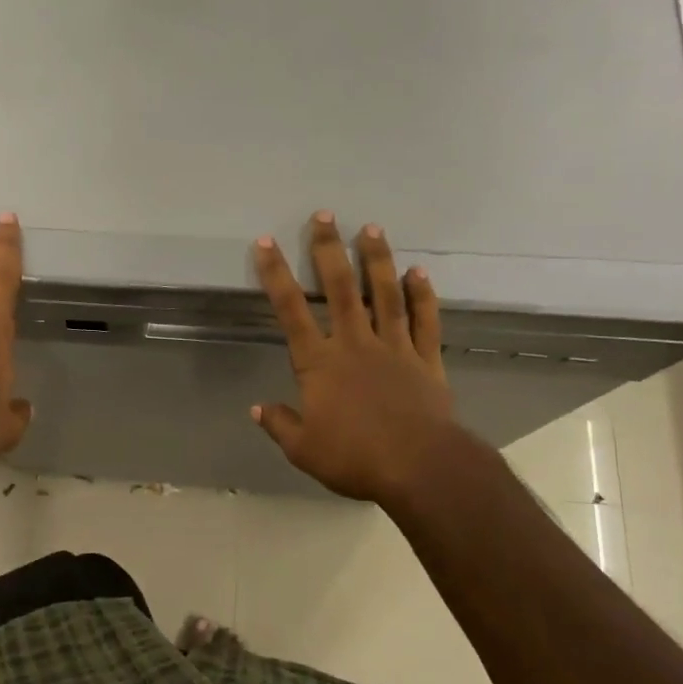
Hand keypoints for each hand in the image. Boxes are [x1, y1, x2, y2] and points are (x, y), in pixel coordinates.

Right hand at [252, 212, 463, 510]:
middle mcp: (354, 343)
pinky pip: (424, 321)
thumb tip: (256, 408)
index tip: (266, 243)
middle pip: (339, 288)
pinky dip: (422, 295)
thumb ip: (279, 424)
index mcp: (319, 363)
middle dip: (328, 249)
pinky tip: (419, 273)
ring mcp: (394, 347)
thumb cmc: (354, 457)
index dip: (276, 274)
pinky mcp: (426, 360)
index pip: (290, 310)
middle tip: (324, 216)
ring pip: (383, 294)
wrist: (420, 467)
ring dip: (376, 260)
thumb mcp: (303, 449)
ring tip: (371, 228)